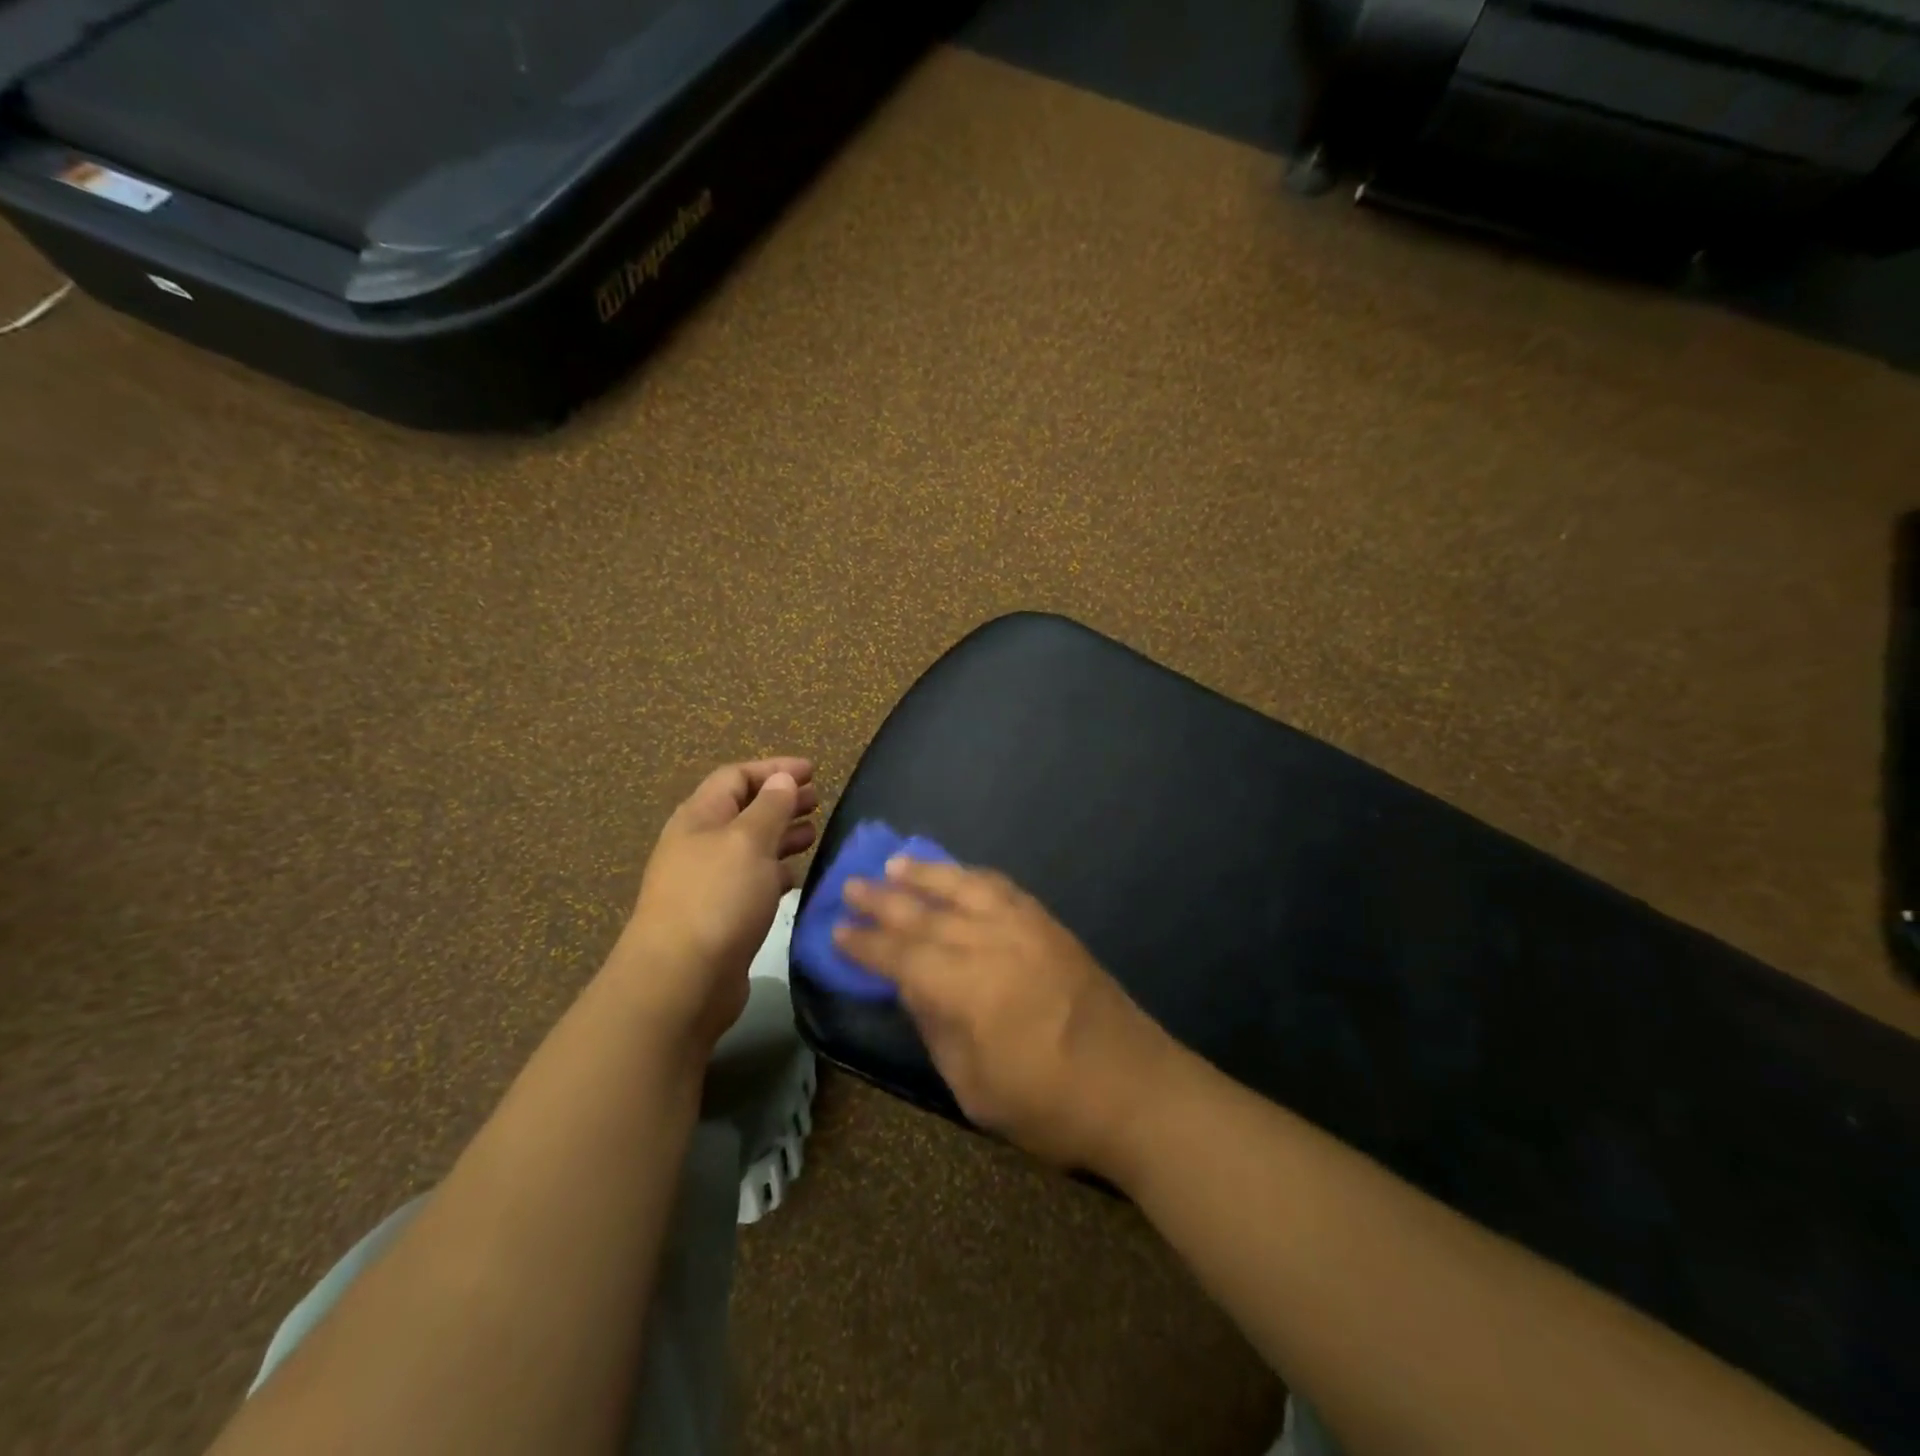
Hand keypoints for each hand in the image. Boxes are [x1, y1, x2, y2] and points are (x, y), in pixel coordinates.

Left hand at [615, 757, 818, 1048]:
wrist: (681, 980)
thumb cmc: (717, 898)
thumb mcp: (748, 841)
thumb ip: (770, 807)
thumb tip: (782, 780)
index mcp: (700, 817)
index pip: (736, 776)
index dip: (774, 769)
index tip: (812, 771)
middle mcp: (700, 844)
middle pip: (743, 810)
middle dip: (781, 801)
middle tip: (818, 799)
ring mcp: (708, 882)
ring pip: (749, 846)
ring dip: (781, 835)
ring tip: (814, 833)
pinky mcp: (720, 915)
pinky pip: (751, 881)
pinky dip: (776, 871)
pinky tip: (795, 876)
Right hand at [837, 859, 1176, 1174]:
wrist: (1136, 1089)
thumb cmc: (1049, 1105)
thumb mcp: (974, 1087)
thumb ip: (937, 1028)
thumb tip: (911, 987)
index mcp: (967, 988)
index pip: (901, 956)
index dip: (866, 943)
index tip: (836, 930)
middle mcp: (992, 944)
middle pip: (926, 914)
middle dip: (884, 900)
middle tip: (850, 885)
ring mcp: (1025, 928)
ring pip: (964, 888)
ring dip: (926, 873)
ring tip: (895, 862)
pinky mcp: (1050, 925)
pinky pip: (1003, 889)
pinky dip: (974, 877)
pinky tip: (960, 875)